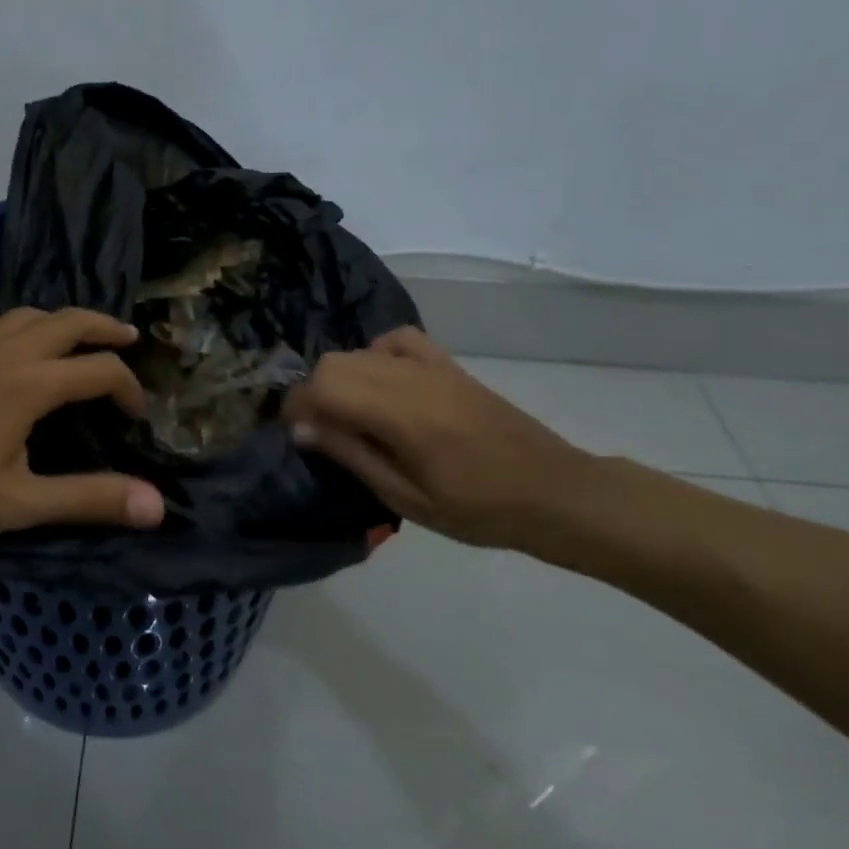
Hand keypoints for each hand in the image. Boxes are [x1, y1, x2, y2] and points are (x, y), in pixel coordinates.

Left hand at [0, 307, 167, 536]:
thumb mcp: (18, 502)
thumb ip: (88, 499)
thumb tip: (156, 506)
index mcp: (31, 384)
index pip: (100, 371)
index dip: (128, 389)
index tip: (136, 417)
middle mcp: (6, 352)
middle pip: (68, 321)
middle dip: (104, 327)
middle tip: (129, 338)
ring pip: (25, 314)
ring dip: (59, 320)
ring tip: (75, 335)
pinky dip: (0, 321)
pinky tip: (0, 336)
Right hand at [283, 327, 592, 547]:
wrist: (553, 491)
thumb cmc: (478, 509)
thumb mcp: (406, 498)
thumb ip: (352, 455)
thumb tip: (302, 428)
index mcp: (401, 415)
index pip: (324, 385)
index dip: (297, 406)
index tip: (296, 435)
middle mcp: (411, 379)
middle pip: (334, 362)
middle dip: (314, 393)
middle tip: (320, 432)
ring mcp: (432, 366)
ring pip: (360, 350)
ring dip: (341, 378)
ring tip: (349, 415)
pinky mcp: (448, 365)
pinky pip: (398, 339)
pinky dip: (377, 354)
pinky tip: (383, 383)